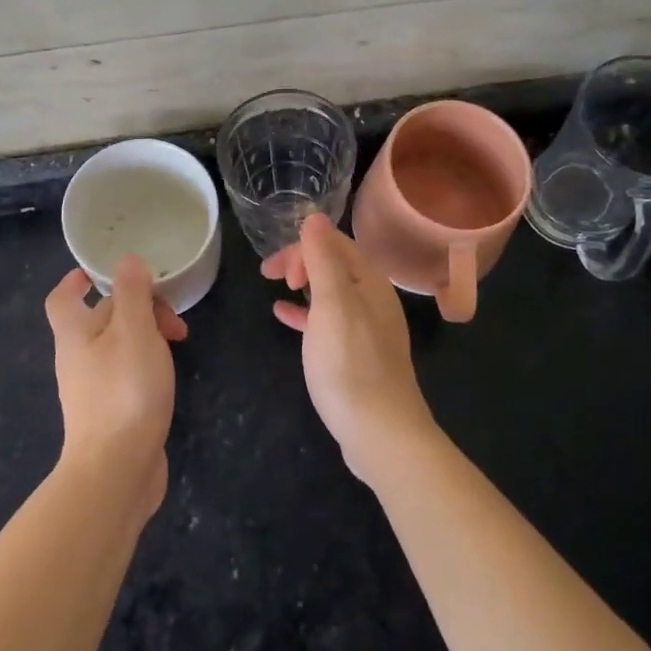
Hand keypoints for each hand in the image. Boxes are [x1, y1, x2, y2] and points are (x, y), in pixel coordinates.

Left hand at [44, 257, 184, 514]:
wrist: (116, 471)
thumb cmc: (124, 392)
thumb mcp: (134, 331)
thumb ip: (132, 293)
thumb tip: (127, 260)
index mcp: (75, 334)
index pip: (63, 298)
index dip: (77, 280)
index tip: (98, 271)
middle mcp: (77, 359)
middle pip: (100, 318)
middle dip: (135, 307)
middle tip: (172, 316)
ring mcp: (92, 389)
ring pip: (117, 346)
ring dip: (145, 335)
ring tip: (178, 342)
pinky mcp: (110, 413)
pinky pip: (125, 374)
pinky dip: (146, 363)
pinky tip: (168, 375)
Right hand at [262, 213, 439, 482]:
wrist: (381, 433)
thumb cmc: (350, 364)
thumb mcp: (332, 304)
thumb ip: (323, 259)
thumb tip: (314, 217)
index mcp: (370, 282)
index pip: (335, 243)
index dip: (302, 246)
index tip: (275, 270)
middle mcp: (373, 298)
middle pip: (334, 263)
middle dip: (301, 261)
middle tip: (270, 276)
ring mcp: (367, 328)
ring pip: (330, 291)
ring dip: (303, 283)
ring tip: (276, 289)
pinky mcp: (357, 355)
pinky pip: (328, 320)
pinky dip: (305, 313)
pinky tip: (284, 318)